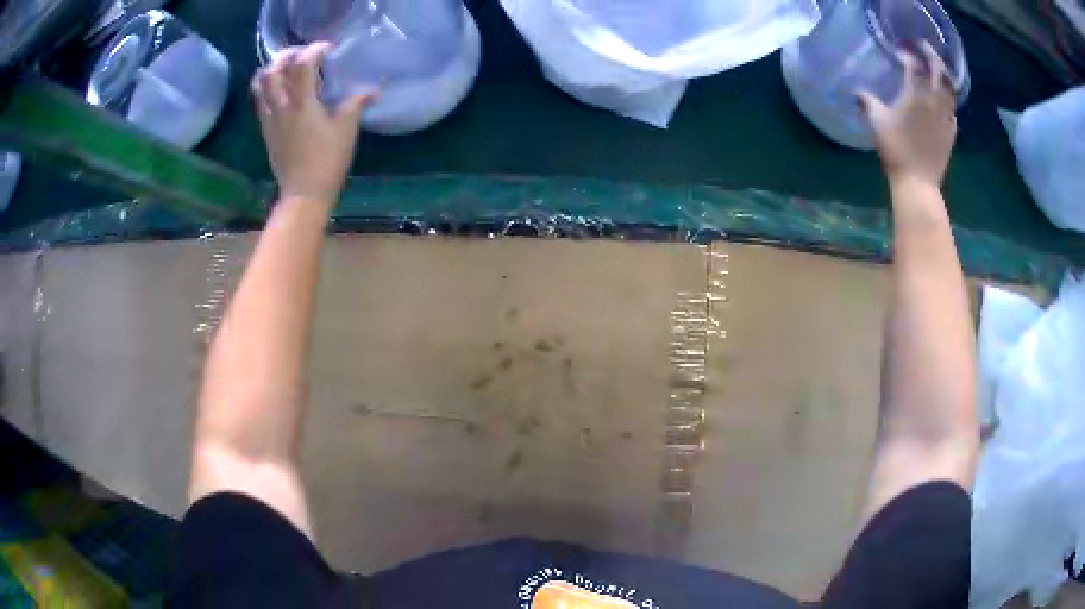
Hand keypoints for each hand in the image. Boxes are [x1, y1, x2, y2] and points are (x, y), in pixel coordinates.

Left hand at [251, 43, 374, 204]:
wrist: (303, 193)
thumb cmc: (327, 161)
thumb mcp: (346, 130)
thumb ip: (356, 104)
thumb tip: (371, 90)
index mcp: (302, 102)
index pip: (303, 64)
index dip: (315, 50)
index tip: (329, 49)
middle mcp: (281, 105)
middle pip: (276, 68)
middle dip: (290, 54)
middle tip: (304, 54)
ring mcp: (270, 117)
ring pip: (261, 82)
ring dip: (273, 68)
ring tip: (287, 66)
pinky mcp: (265, 129)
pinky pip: (259, 99)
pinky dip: (266, 86)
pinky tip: (279, 87)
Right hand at [857, 42, 957, 187]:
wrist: (918, 183)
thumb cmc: (896, 150)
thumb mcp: (877, 123)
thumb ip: (867, 102)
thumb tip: (857, 92)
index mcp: (916, 94)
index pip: (914, 65)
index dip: (907, 55)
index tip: (899, 53)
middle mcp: (934, 101)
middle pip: (938, 70)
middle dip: (931, 55)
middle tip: (923, 48)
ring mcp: (946, 117)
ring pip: (950, 88)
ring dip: (944, 75)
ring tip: (937, 69)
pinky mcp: (951, 132)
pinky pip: (952, 108)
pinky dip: (948, 97)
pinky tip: (943, 99)